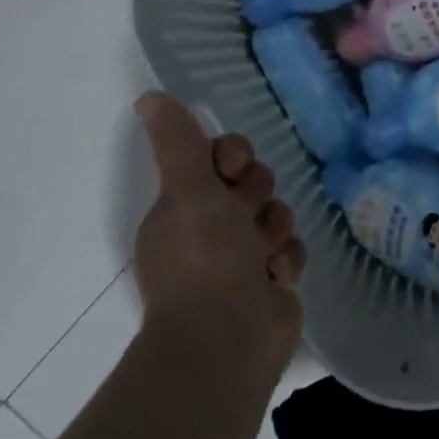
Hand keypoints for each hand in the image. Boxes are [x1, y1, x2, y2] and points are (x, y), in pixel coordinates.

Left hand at [131, 92, 305, 384]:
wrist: (226, 341)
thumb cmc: (204, 259)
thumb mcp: (188, 191)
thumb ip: (178, 142)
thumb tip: (148, 97)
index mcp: (183, 207)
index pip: (217, 159)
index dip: (233, 156)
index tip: (233, 169)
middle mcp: (209, 229)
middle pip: (252, 183)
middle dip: (257, 195)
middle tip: (246, 215)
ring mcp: (241, 258)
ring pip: (275, 214)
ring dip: (274, 230)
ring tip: (263, 257)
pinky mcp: (269, 282)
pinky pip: (290, 249)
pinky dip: (285, 261)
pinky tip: (275, 278)